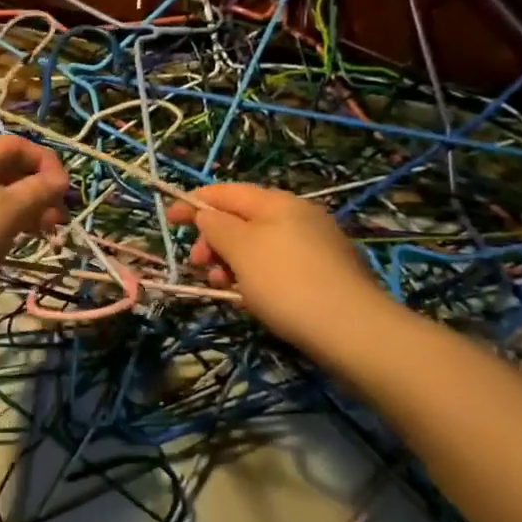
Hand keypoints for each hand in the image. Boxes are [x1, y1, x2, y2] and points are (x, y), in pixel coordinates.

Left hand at [0, 136, 69, 311]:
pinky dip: (1, 227)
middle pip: (6, 171)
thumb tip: (59, 179)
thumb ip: (38, 192)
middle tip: (58, 220)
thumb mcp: (8, 211)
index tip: (65, 191)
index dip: (46, 161)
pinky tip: (9, 247)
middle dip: (37, 190)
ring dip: (23, 211)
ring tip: (42, 236)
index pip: (17, 145)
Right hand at [166, 184, 394, 358]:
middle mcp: (299, 216)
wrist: (352, 330)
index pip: (227, 192)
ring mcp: (315, 245)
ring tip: (224, 289)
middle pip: (242, 220)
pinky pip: (277, 266)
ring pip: (258, 246)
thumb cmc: (286, 282)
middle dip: (214, 240)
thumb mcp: (241, 248)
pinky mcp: (325, 274)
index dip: (195, 203)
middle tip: (200, 267)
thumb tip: (207, 215)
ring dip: (232, 262)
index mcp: (278, 203)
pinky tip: (252, 300)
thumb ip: (217, 226)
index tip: (168, 219)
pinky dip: (256, 277)